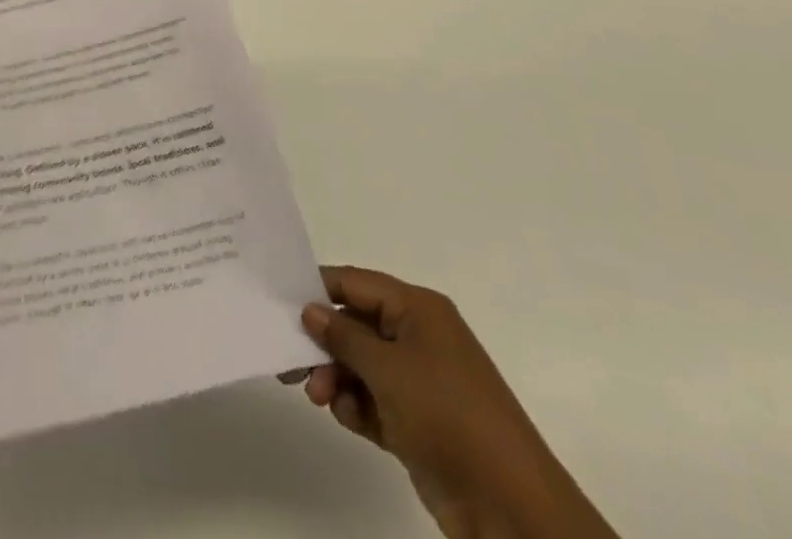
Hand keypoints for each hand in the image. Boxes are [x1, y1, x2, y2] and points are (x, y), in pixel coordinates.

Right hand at [295, 267, 616, 538]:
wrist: (510, 508)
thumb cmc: (447, 415)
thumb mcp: (387, 369)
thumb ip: (343, 336)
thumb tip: (311, 309)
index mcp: (418, 309)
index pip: (357, 283)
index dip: (319, 290)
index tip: (281, 304)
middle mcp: (418, 337)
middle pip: (356, 325)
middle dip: (325, 343)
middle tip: (292, 365)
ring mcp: (421, 381)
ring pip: (362, 365)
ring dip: (337, 378)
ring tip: (320, 398)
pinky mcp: (419, 422)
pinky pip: (375, 400)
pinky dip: (357, 406)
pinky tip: (348, 418)